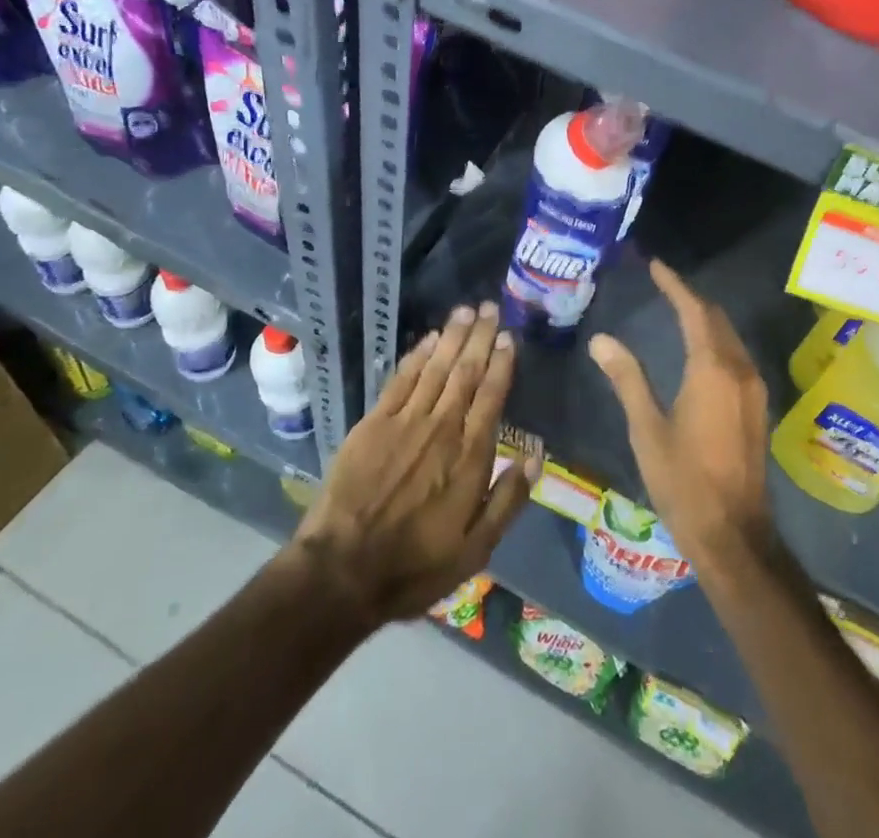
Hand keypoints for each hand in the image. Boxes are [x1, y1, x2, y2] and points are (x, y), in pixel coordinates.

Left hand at [290, 302, 536, 627]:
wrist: (342, 571)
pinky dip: (417, 355)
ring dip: (453, 336)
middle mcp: (442, 428)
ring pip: (436, 367)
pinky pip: (401, 378)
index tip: (509, 337)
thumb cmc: (414, 565)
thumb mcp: (475, 550)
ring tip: (466, 310)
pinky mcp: (374, 423)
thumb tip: (536, 457)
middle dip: (480, 337)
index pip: (491, 396)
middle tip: (491, 307)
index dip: (502, 363)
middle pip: (466, 372)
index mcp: (470, 456)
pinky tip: (429, 338)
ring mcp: (406, 421)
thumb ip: (507, 500)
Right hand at [588, 260, 772, 576]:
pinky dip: (716, 340)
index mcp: (712, 370)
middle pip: (716, 318)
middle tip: (662, 284)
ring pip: (729, 336)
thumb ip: (627, 378)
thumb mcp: (647, 429)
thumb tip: (601, 339)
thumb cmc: (684, 481)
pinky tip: (698, 349)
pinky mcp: (757, 406)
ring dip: (705, 318)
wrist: (733, 534)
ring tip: (676, 308)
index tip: (655, 266)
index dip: (674, 285)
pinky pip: (736, 356)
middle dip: (691, 297)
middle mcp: (739, 370)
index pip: (694, 311)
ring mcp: (753, 389)